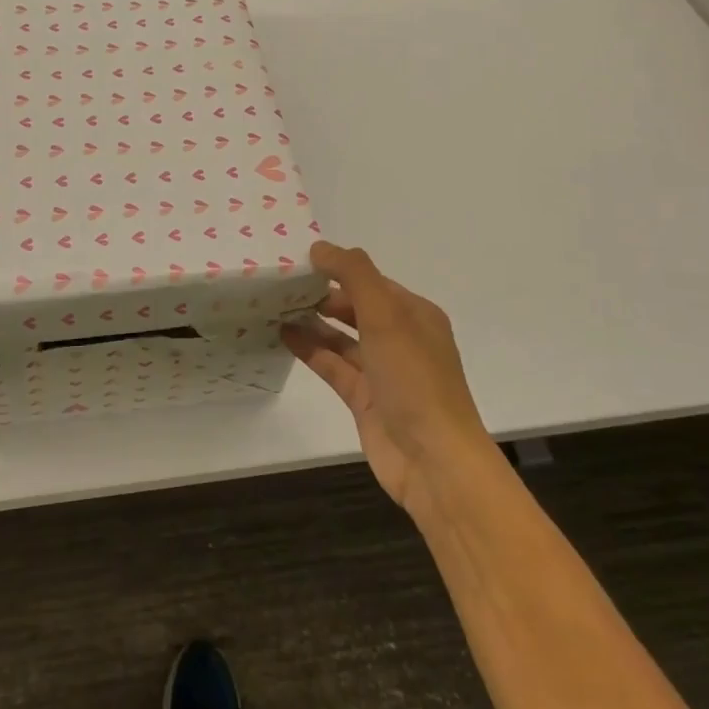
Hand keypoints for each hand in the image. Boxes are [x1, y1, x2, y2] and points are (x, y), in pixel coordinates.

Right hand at [282, 241, 490, 507]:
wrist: (433, 461)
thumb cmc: (414, 379)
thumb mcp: (386, 315)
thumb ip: (353, 275)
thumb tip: (320, 247)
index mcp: (415, 314)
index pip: (371, 281)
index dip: (338, 268)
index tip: (299, 259)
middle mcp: (401, 339)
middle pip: (356, 307)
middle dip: (322, 294)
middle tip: (281, 283)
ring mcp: (383, 371)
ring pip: (342, 337)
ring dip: (313, 321)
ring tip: (275, 305)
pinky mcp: (365, 399)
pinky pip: (334, 365)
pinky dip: (311, 350)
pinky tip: (284, 335)